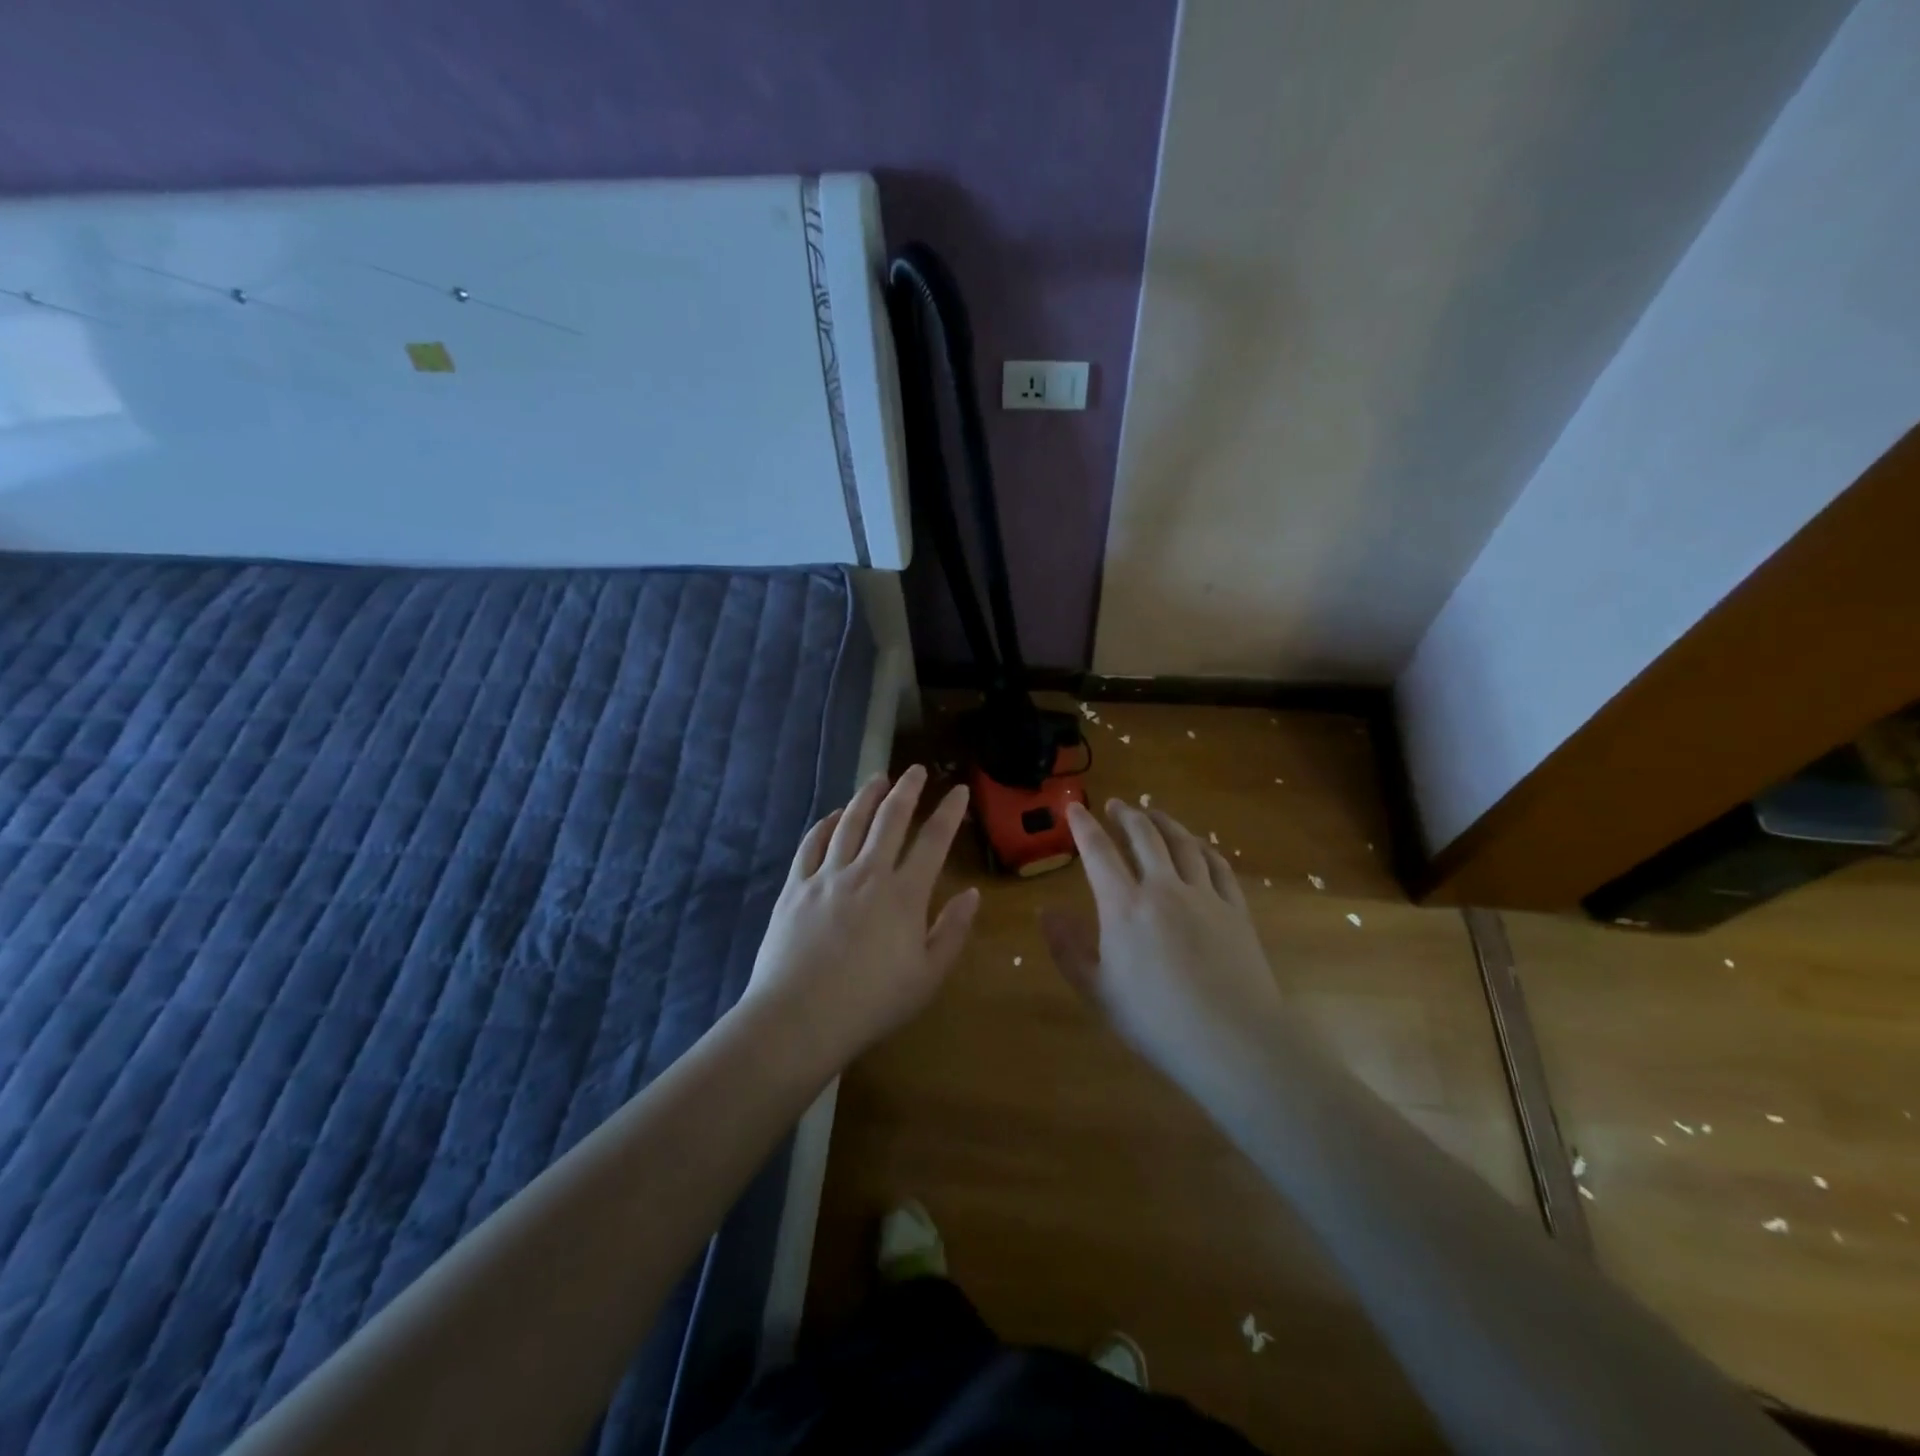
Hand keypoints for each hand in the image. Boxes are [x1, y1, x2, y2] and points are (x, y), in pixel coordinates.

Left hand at [740, 765, 979, 1071]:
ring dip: (866, 797)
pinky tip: (831, 816)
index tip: (958, 790)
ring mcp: (827, 876)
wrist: (800, 1017)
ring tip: (877, 779)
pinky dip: (824, 824)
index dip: (949, 812)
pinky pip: (811, 844)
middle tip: (915, 770)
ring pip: (849, 823)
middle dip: (907, 790)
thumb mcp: (927, 976)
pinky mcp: (795, 887)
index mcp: (904, 894)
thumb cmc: (872, 1003)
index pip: (933, 841)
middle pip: (890, 819)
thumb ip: (952, 931)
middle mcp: (867, 873)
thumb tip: (971, 894)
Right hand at [1041, 798, 1284, 1087]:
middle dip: (1126, 815)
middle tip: (1116, 805)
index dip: (1084, 826)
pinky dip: (1202, 847)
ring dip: (1164, 822)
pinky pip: (1217, 865)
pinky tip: (1198, 845)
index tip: (1074, 808)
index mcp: (1124, 906)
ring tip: (1153, 813)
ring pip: (1182, 843)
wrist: (1233, 1040)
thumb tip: (1046, 912)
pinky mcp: (1235, 909)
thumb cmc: (1156, 1021)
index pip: (1099, 852)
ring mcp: (1204, 895)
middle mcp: (1163, 888)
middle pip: (1144, 836)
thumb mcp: (1098, 991)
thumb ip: (1068, 949)